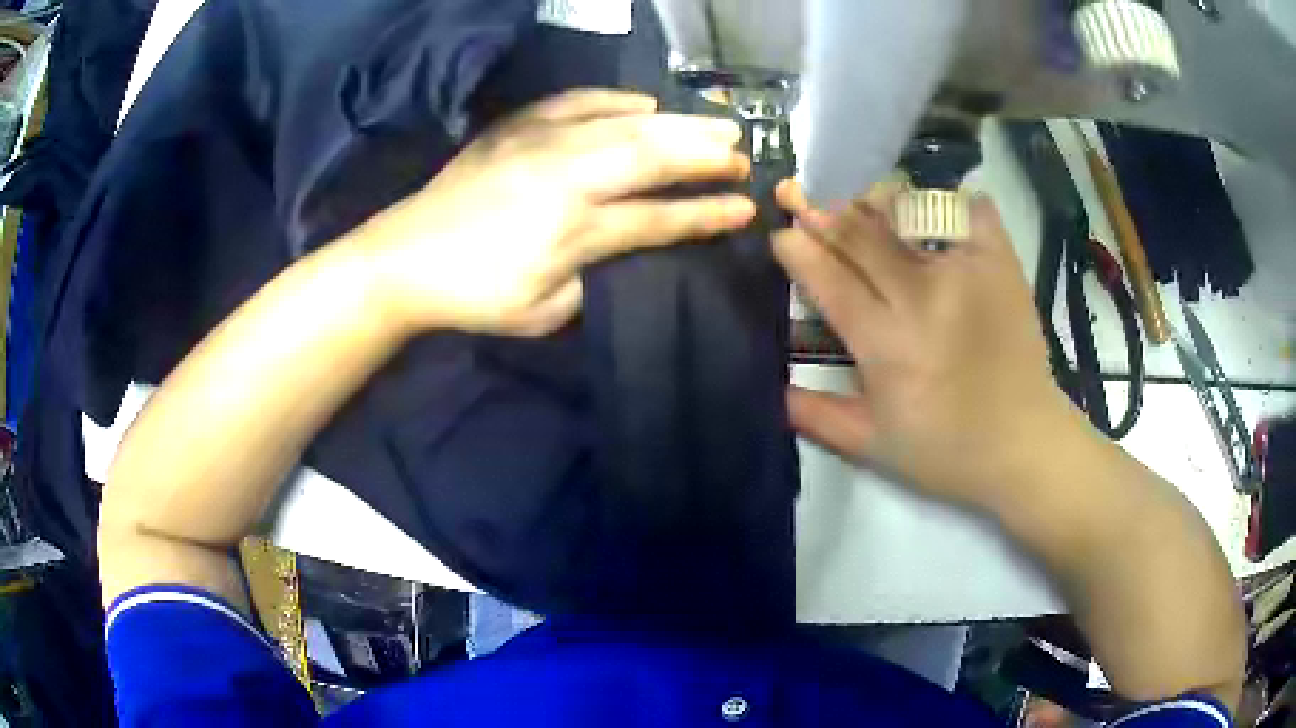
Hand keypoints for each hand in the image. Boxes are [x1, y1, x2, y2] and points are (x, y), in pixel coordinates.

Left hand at [347, 89, 755, 336]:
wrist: (403, 258)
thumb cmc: (473, 296)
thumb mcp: (542, 312)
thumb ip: (591, 282)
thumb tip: (620, 253)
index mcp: (575, 230)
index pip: (659, 217)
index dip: (706, 214)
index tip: (745, 208)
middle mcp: (568, 176)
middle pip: (652, 156)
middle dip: (706, 154)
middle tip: (743, 154)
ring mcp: (541, 143)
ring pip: (625, 124)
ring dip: (677, 122)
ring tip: (716, 122)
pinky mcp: (517, 128)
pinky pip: (576, 102)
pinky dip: (614, 99)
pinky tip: (642, 101)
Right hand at [774, 180, 1074, 505]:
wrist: (1024, 443)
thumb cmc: (946, 450)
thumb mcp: (871, 446)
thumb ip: (815, 416)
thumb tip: (770, 385)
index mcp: (886, 345)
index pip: (828, 277)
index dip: (797, 247)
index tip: (782, 234)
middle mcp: (922, 297)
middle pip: (859, 233)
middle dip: (821, 211)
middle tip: (803, 200)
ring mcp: (966, 271)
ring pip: (905, 210)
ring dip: (871, 200)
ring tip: (856, 199)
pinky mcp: (1000, 261)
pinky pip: (967, 208)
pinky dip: (945, 200)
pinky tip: (929, 207)